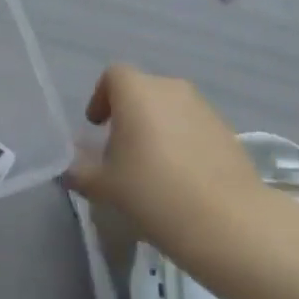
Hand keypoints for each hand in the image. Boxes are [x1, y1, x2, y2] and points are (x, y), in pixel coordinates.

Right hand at [66, 64, 265, 268]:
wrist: (228, 221)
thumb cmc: (154, 193)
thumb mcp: (105, 187)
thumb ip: (81, 171)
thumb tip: (70, 166)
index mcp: (137, 90)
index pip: (113, 76)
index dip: (101, 97)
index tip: (96, 127)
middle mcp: (170, 87)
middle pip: (142, 91)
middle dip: (129, 115)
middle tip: (122, 152)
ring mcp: (203, 107)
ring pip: (170, 108)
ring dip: (157, 128)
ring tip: (152, 168)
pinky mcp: (227, 130)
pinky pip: (193, 126)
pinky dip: (182, 142)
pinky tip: (181, 179)